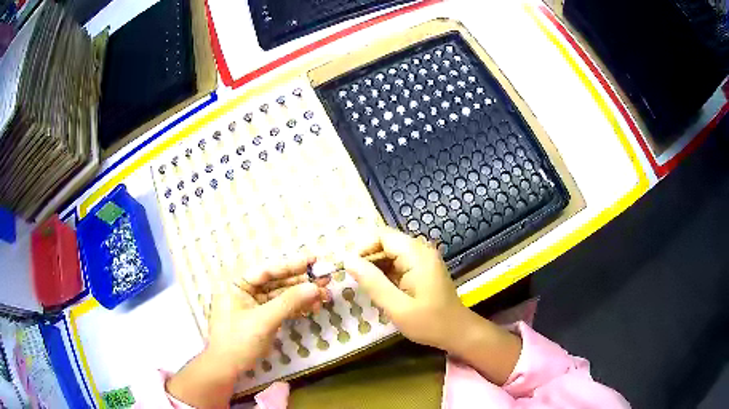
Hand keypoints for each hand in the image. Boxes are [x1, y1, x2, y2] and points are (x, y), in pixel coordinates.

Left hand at [207, 256, 330, 371]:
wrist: (228, 368)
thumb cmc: (239, 341)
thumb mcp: (264, 320)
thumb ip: (289, 302)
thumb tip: (314, 287)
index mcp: (237, 284)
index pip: (267, 271)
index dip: (291, 265)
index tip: (313, 259)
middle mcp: (245, 291)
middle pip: (276, 282)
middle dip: (301, 282)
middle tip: (325, 278)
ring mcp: (254, 305)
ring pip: (281, 295)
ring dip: (302, 296)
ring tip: (325, 295)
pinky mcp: (262, 318)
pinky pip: (281, 308)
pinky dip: (296, 308)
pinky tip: (313, 307)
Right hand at [343, 227, 466, 350]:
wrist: (457, 332)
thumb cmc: (429, 322)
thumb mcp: (397, 307)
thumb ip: (373, 282)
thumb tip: (348, 261)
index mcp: (417, 255)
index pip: (383, 236)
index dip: (363, 248)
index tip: (350, 269)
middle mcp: (421, 251)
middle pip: (386, 243)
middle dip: (368, 259)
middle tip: (355, 281)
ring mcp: (423, 260)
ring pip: (391, 254)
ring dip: (376, 267)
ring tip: (365, 287)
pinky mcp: (423, 270)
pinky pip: (398, 264)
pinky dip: (386, 274)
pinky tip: (380, 290)